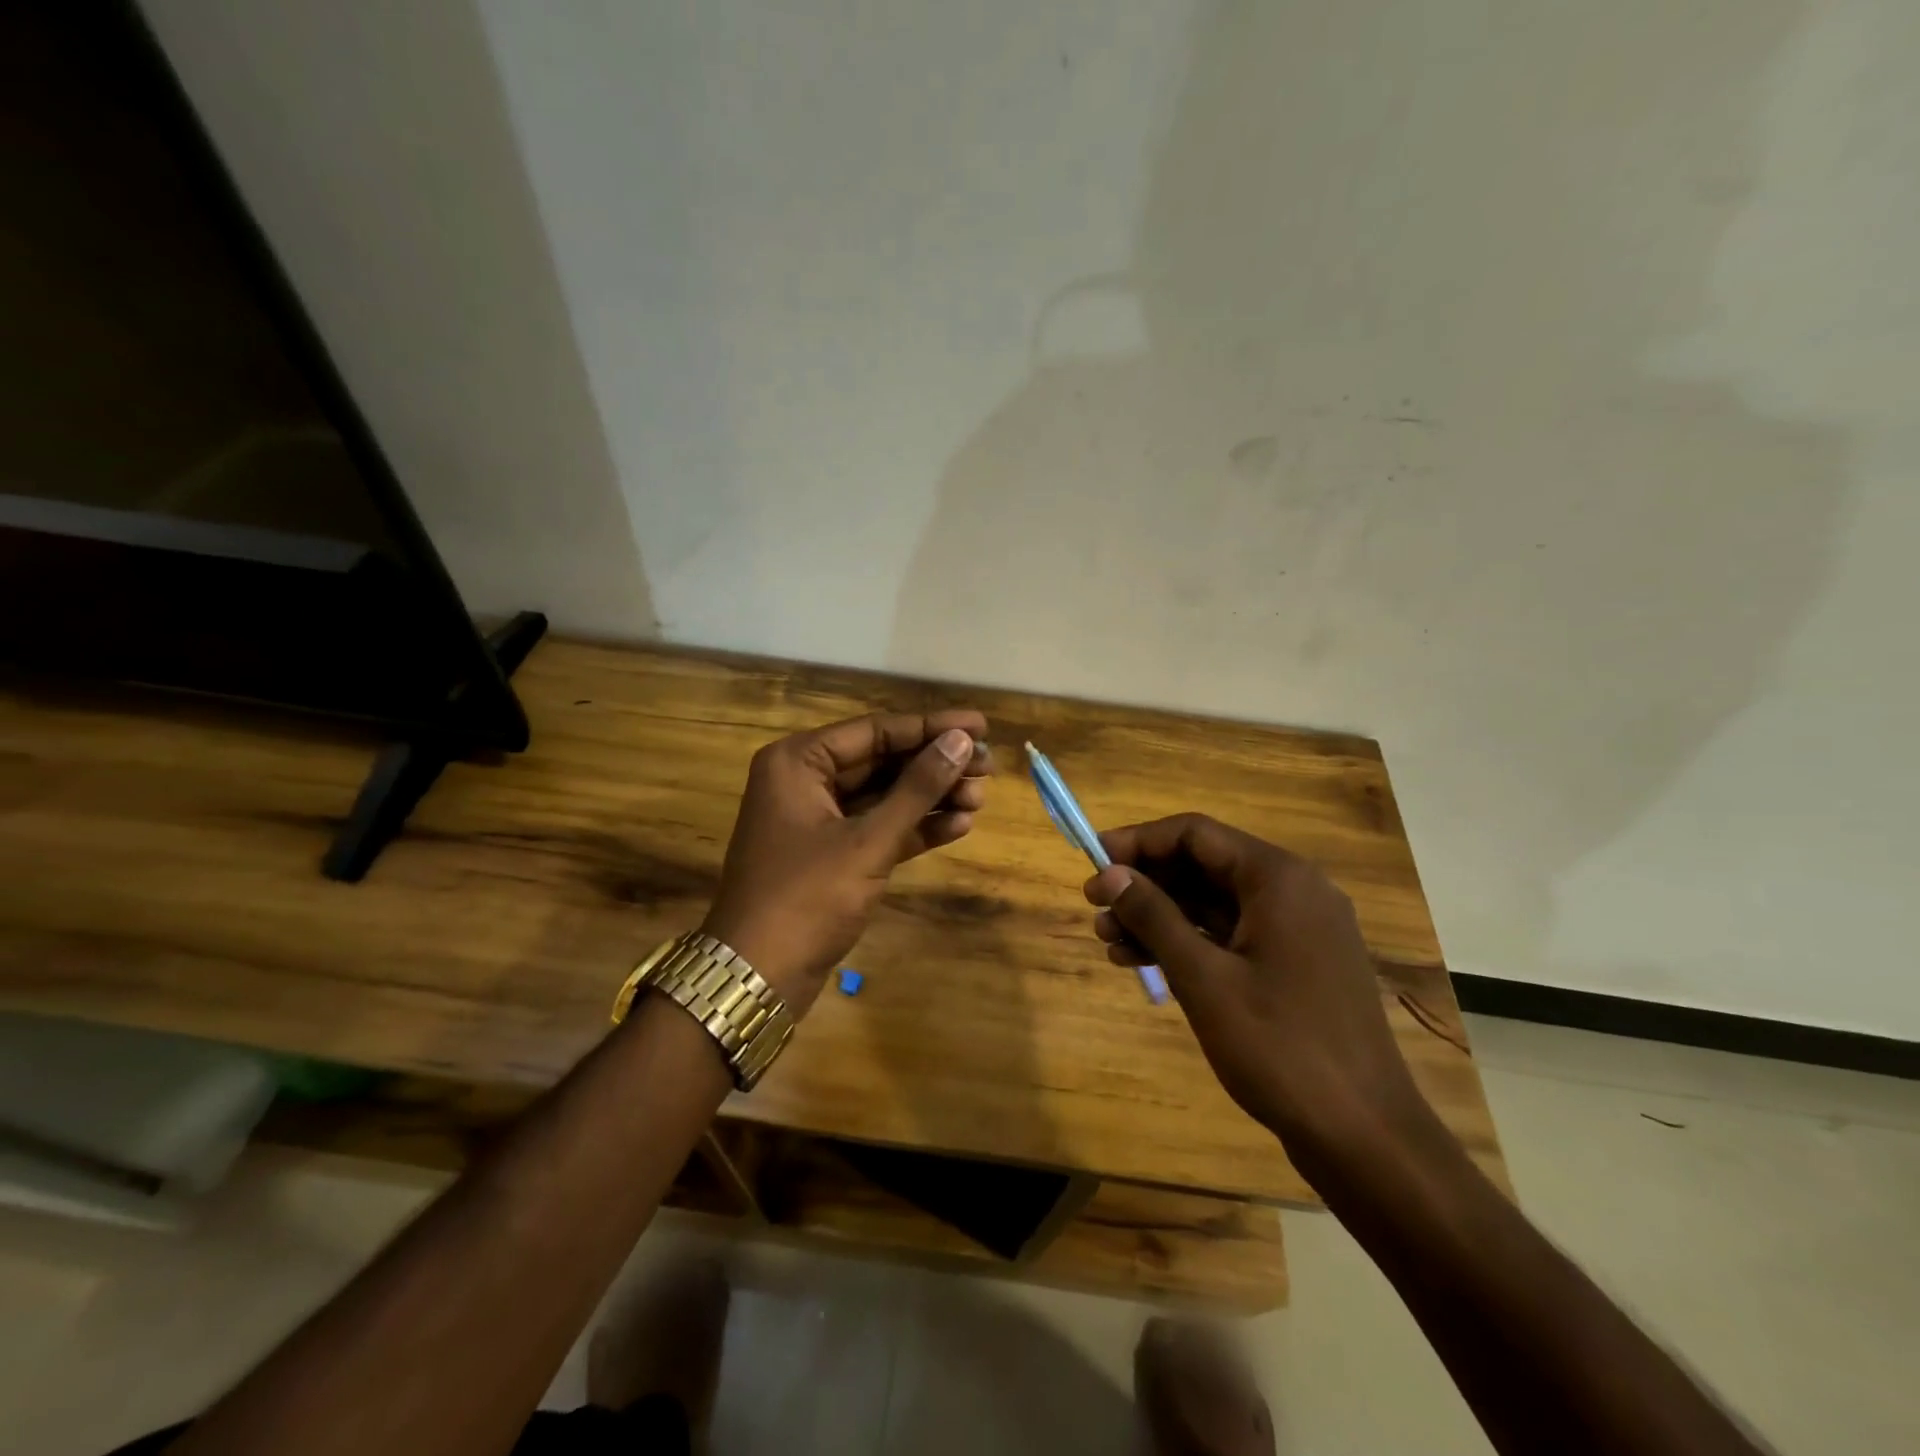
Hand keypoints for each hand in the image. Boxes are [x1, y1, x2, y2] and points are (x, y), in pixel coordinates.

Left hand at [702, 710, 992, 1014]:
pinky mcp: (832, 854)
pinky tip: (959, 825)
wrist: (758, 977)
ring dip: (931, 797)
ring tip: (981, 798)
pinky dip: (915, 827)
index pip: (876, 731)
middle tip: (989, 766)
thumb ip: (917, 788)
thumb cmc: (807, 897)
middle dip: (935, 765)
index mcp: (799, 761)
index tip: (981, 724)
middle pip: (883, 761)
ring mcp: (818, 819)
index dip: (931, 727)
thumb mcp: (868, 840)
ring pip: (884, 795)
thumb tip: (961, 741)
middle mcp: (806, 780)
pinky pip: (879, 828)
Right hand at [1084, 814, 1430, 1152]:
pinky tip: (1143, 962)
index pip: (1194, 834)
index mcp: (1278, 878)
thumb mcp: (1203, 978)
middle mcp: (1292, 890)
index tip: (1092, 862)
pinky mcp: (1295, 964)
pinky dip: (1188, 942)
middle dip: (1145, 884)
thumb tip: (1108, 873)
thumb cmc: (1279, 1047)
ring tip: (1108, 941)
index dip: (1138, 842)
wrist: (1364, 1136)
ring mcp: (1297, 929)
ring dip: (1160, 916)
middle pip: (1203, 865)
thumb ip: (1153, 916)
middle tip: (1094, 907)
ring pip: (1213, 903)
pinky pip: (1230, 934)